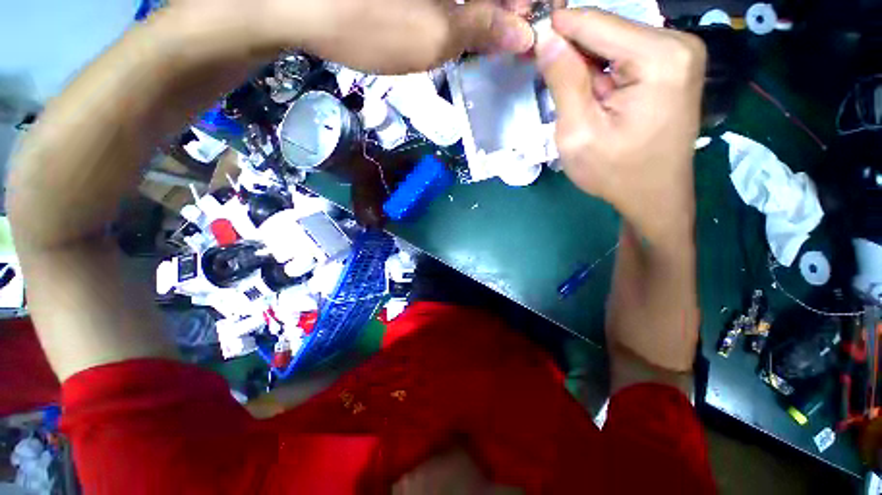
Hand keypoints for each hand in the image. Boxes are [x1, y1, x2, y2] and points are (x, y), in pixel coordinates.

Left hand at [160, 0, 534, 74]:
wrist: (286, 5)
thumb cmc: (365, 17)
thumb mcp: (435, 35)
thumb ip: (487, 32)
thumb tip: (525, 34)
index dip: (537, 7)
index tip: (534, 30)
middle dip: (506, 10)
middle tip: (502, 38)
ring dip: (477, 10)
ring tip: (470, 35)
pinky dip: (446, 6)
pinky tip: (435, 21)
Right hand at [535, 9, 705, 241]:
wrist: (662, 199)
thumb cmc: (625, 176)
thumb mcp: (579, 135)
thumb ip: (560, 76)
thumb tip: (543, 33)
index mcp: (660, 59)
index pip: (586, 19)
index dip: (557, 40)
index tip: (548, 68)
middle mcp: (678, 43)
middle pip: (601, 21)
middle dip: (579, 49)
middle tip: (580, 90)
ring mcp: (682, 45)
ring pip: (610, 27)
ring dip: (594, 55)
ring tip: (599, 94)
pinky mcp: (679, 51)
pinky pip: (626, 36)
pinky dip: (610, 57)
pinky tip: (613, 87)